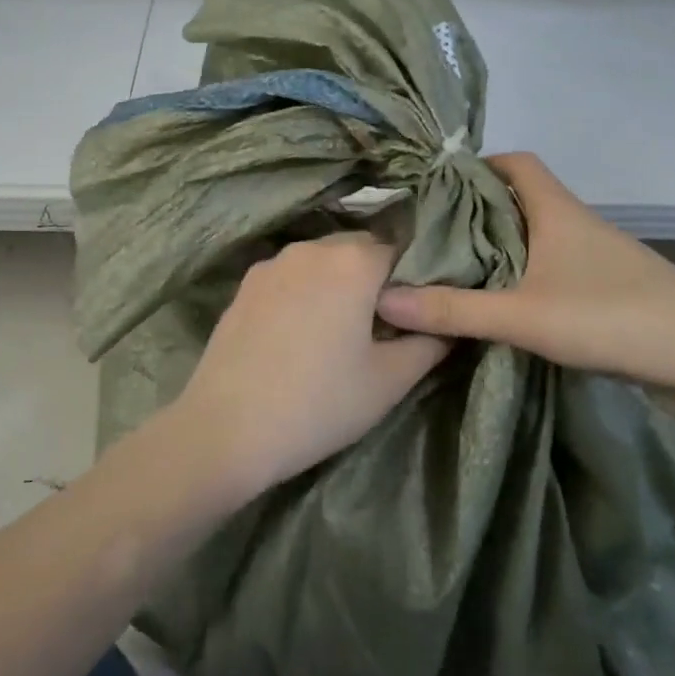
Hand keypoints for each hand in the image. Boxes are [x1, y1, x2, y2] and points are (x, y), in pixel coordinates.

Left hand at [162, 233, 449, 497]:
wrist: (227, 427)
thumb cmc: (319, 403)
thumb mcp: (388, 381)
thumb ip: (428, 343)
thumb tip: (447, 325)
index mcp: (353, 261)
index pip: (402, 250)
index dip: (415, 279)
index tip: (417, 312)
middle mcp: (311, 248)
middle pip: (359, 250)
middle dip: (375, 278)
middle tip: (382, 325)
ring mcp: (272, 263)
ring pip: (321, 262)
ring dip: (337, 283)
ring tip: (338, 330)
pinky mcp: (245, 285)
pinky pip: (289, 276)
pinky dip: (304, 292)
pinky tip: (299, 333)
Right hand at [377, 152, 674, 409]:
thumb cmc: (615, 318)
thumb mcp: (524, 316)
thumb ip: (454, 310)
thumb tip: (382, 300)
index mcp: (558, 212)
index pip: (515, 162)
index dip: (477, 164)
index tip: (435, 186)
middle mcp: (576, 225)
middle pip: (519, 200)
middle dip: (475, 210)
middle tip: (427, 233)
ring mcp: (595, 260)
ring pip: (535, 237)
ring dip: (497, 247)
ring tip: (450, 268)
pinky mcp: (606, 292)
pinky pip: (550, 270)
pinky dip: (520, 277)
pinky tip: (498, 304)